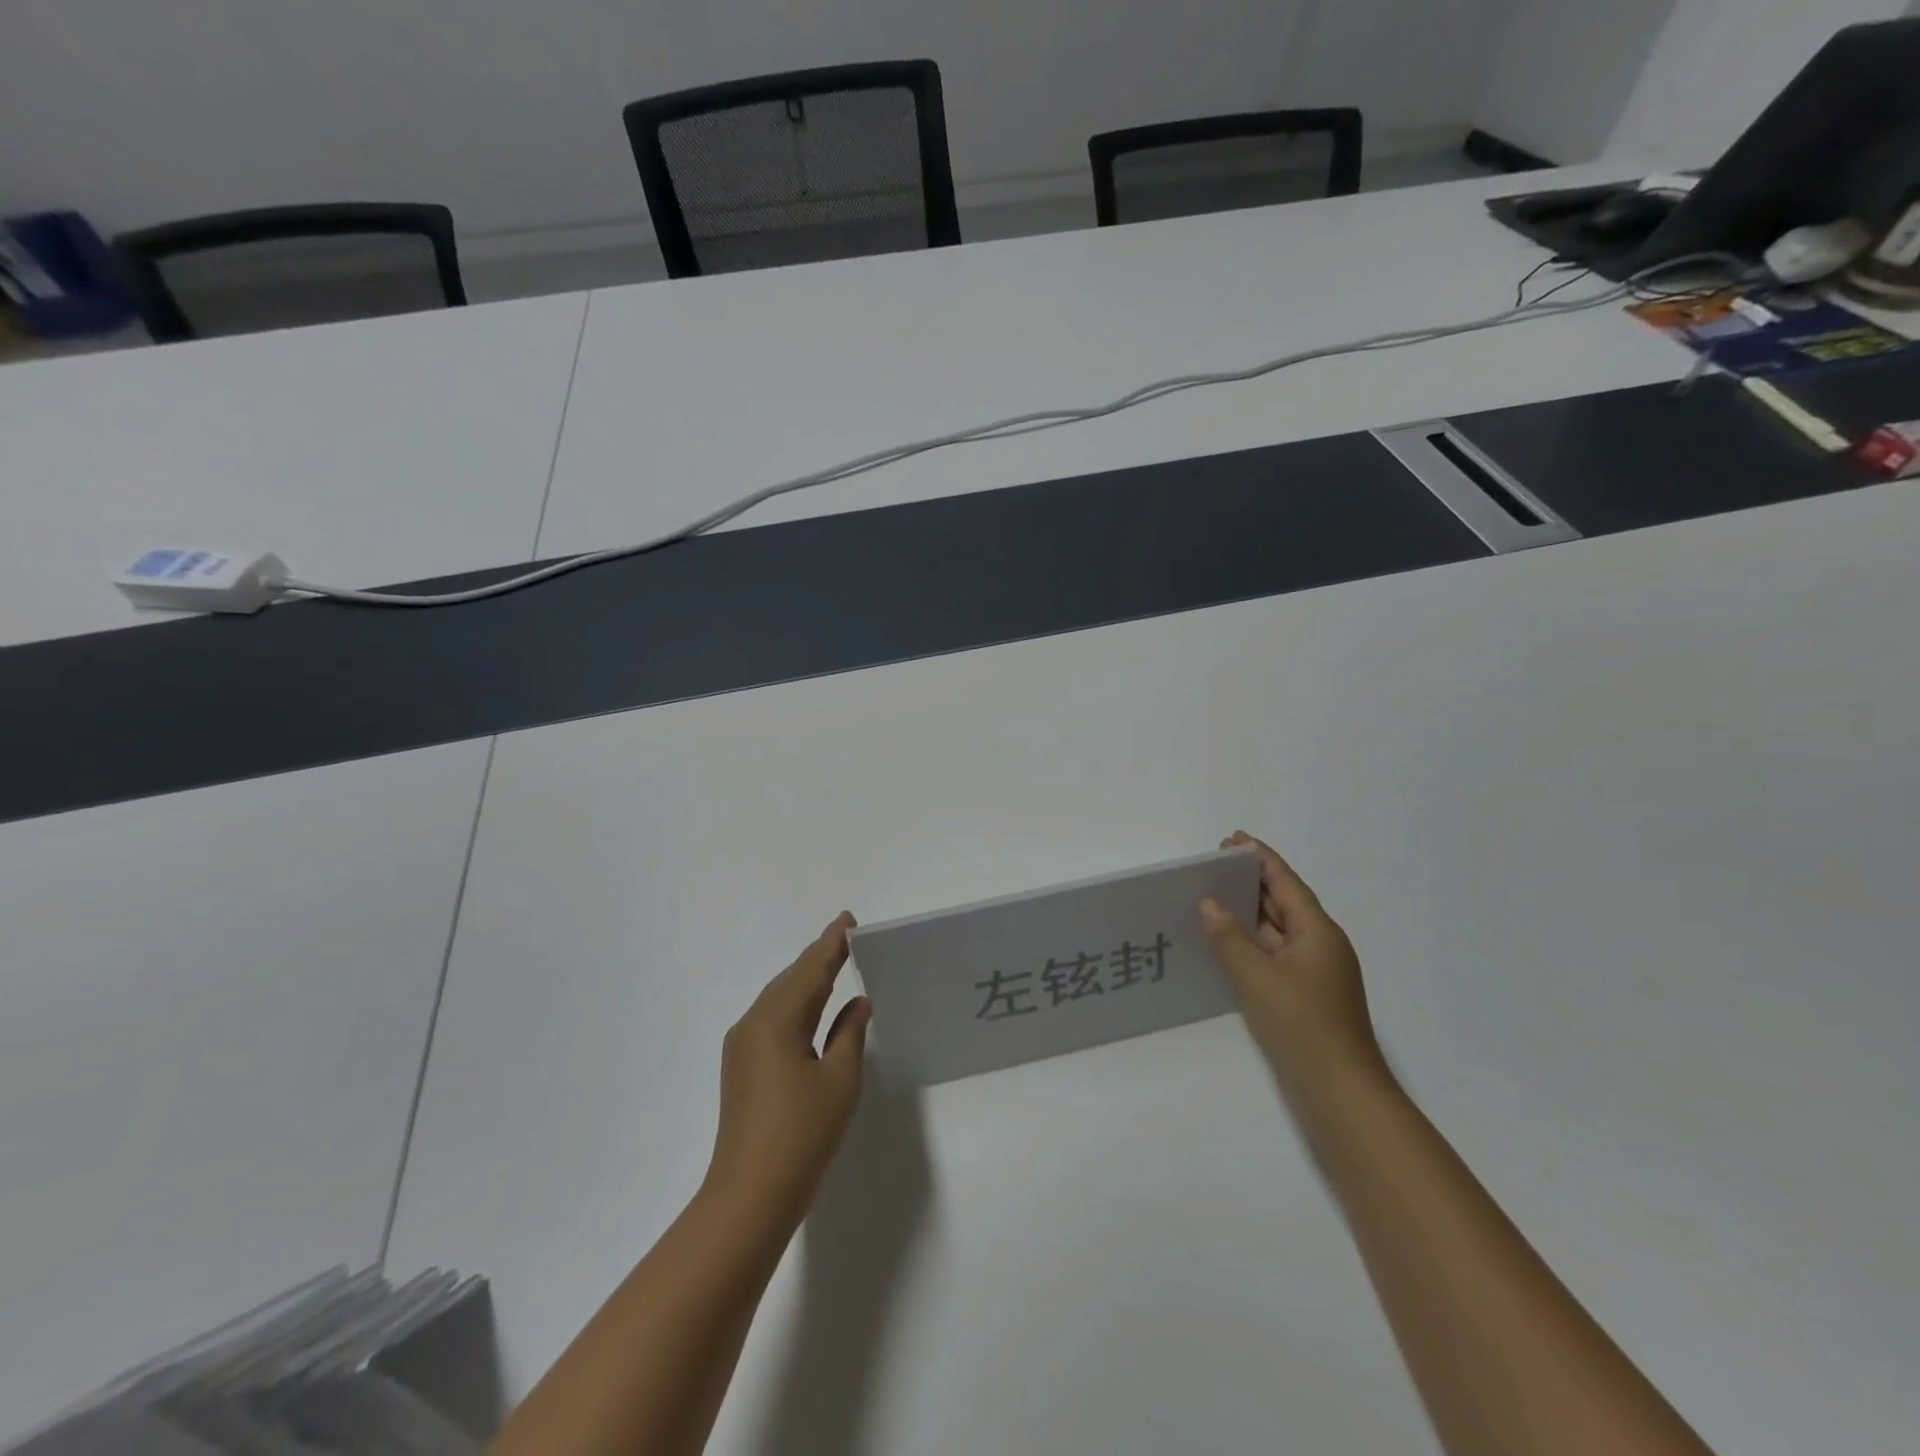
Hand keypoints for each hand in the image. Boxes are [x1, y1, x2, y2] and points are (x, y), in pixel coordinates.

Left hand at [704, 913, 871, 1229]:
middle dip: (818, 956)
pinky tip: (811, 1007)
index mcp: (777, 1020)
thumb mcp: (839, 1080)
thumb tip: (858, 1003)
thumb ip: (850, 1033)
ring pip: (779, 998)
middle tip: (846, 937)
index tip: (848, 920)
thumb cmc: (802, 1135)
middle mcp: (752, 1023)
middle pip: (791, 979)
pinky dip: (795, 1003)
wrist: (749, 1196)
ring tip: (833, 962)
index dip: (832, 944)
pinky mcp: (741, 1066)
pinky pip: (772, 1018)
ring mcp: (742, 1046)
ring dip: (806, 979)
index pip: (810, 970)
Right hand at [1201, 832, 1389, 1109]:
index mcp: (1318, 932)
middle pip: (1283, 903)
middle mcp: (1319, 946)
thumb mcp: (1258, 977)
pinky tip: (1224, 944)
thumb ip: (1230, 937)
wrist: (1340, 1093)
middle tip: (1212, 866)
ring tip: (1210, 897)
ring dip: (1247, 914)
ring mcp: (1313, 974)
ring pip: (1276, 932)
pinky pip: (1272, 956)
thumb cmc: (1302, 1025)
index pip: (1286, 883)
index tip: (1233, 840)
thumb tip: (1209, 904)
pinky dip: (1249, 943)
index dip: (1260, 858)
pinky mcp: (1303, 997)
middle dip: (1251, 882)